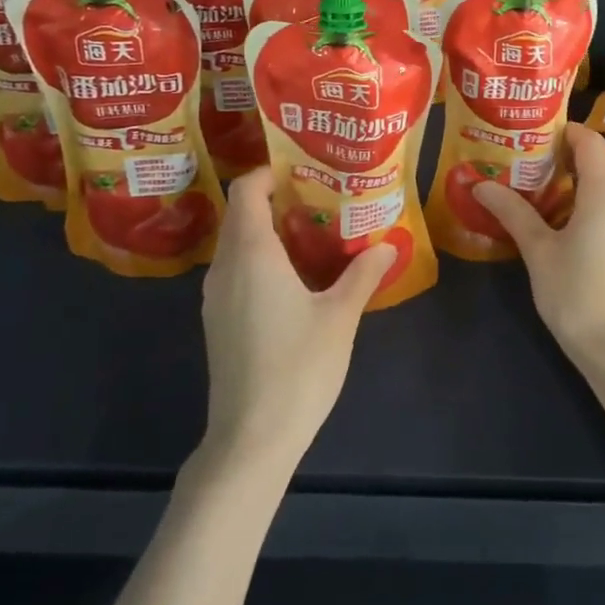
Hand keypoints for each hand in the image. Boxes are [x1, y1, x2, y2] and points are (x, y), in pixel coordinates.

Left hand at [199, 168, 395, 466]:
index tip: (305, 167)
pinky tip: (296, 276)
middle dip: (276, 198)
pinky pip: (236, 270)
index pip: (246, 191)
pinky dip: (261, 258)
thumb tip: (387, 243)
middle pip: (241, 214)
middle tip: (322, 196)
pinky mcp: (218, 320)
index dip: (270, 172)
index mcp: (251, 254)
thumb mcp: (340, 316)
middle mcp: (225, 267)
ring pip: (237, 244)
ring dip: (269, 230)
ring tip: (314, 230)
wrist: (252, 438)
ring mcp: (216, 296)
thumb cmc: (298, 368)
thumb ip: (363, 273)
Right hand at [474, 123, 604, 377]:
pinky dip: (592, 195)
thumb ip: (513, 212)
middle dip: (569, 150)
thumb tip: (480, 184)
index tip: (530, 133)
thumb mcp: (539, 251)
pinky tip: (564, 214)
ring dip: (581, 174)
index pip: (589, 141)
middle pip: (602, 157)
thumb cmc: (576, 294)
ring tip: (541, 181)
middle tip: (529, 155)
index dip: (563, 131)